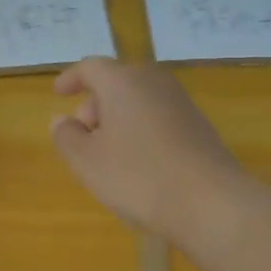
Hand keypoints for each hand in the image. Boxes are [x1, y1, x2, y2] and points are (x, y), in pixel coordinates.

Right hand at [51, 57, 250, 255]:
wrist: (212, 203)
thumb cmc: (138, 176)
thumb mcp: (87, 161)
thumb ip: (67, 136)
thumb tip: (62, 120)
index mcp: (123, 82)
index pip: (91, 67)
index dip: (71, 78)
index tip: (58, 93)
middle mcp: (154, 83)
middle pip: (117, 82)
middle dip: (95, 103)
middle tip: (82, 133)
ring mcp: (182, 104)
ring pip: (139, 100)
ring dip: (118, 119)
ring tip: (107, 153)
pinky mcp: (200, 127)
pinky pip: (158, 118)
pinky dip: (141, 130)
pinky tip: (138, 164)